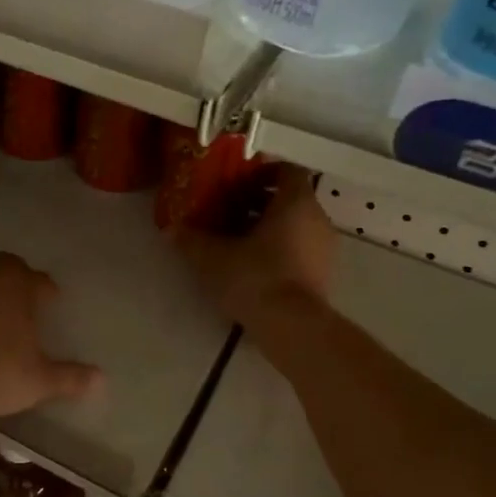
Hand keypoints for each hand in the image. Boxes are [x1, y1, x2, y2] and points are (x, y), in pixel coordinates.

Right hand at [175, 164, 334, 329]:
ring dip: (269, 228)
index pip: (287, 170)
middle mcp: (317, 218)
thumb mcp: (213, 257)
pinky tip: (253, 266)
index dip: (263, 172)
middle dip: (260, 202)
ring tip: (237, 241)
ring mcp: (325, 248)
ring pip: (296, 225)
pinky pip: (301, 248)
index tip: (237, 184)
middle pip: (291, 198)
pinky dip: (280, 249)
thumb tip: (170, 230)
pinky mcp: (324, 274)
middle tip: (229, 212)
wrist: (292, 326)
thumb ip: (192, 240)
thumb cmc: (256, 277)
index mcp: (295, 202)